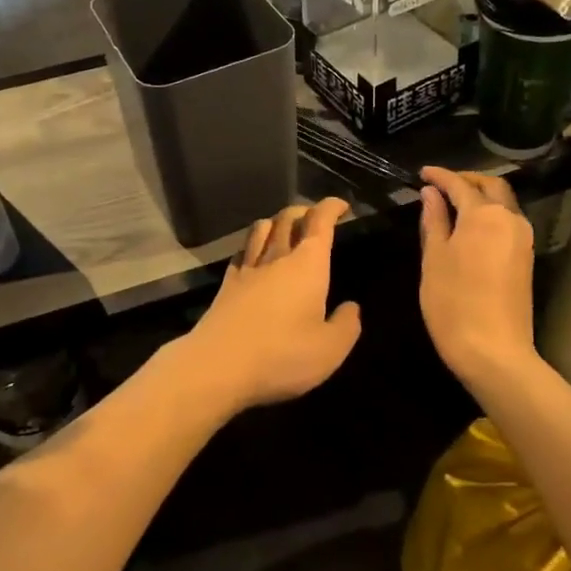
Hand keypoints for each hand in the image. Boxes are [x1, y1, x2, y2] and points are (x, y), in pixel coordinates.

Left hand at [182, 198, 361, 411]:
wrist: (218, 365)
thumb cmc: (282, 355)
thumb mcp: (330, 349)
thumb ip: (346, 325)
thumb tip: (351, 308)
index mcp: (307, 265)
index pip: (319, 221)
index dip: (331, 207)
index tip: (341, 205)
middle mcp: (277, 258)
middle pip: (287, 218)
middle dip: (304, 211)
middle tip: (315, 217)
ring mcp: (247, 269)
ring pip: (260, 229)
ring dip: (275, 222)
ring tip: (284, 229)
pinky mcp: (226, 285)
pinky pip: (242, 253)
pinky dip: (252, 246)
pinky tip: (253, 256)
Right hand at [418, 167, 536, 379]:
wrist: (494, 352)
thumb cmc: (453, 303)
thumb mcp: (434, 259)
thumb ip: (434, 221)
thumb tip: (431, 193)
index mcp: (484, 215)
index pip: (460, 184)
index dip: (440, 176)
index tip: (422, 173)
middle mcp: (510, 219)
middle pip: (491, 187)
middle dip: (466, 180)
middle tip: (441, 184)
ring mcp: (523, 240)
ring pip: (503, 203)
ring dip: (480, 197)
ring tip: (452, 204)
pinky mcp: (526, 259)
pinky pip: (507, 222)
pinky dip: (489, 214)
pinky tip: (469, 226)